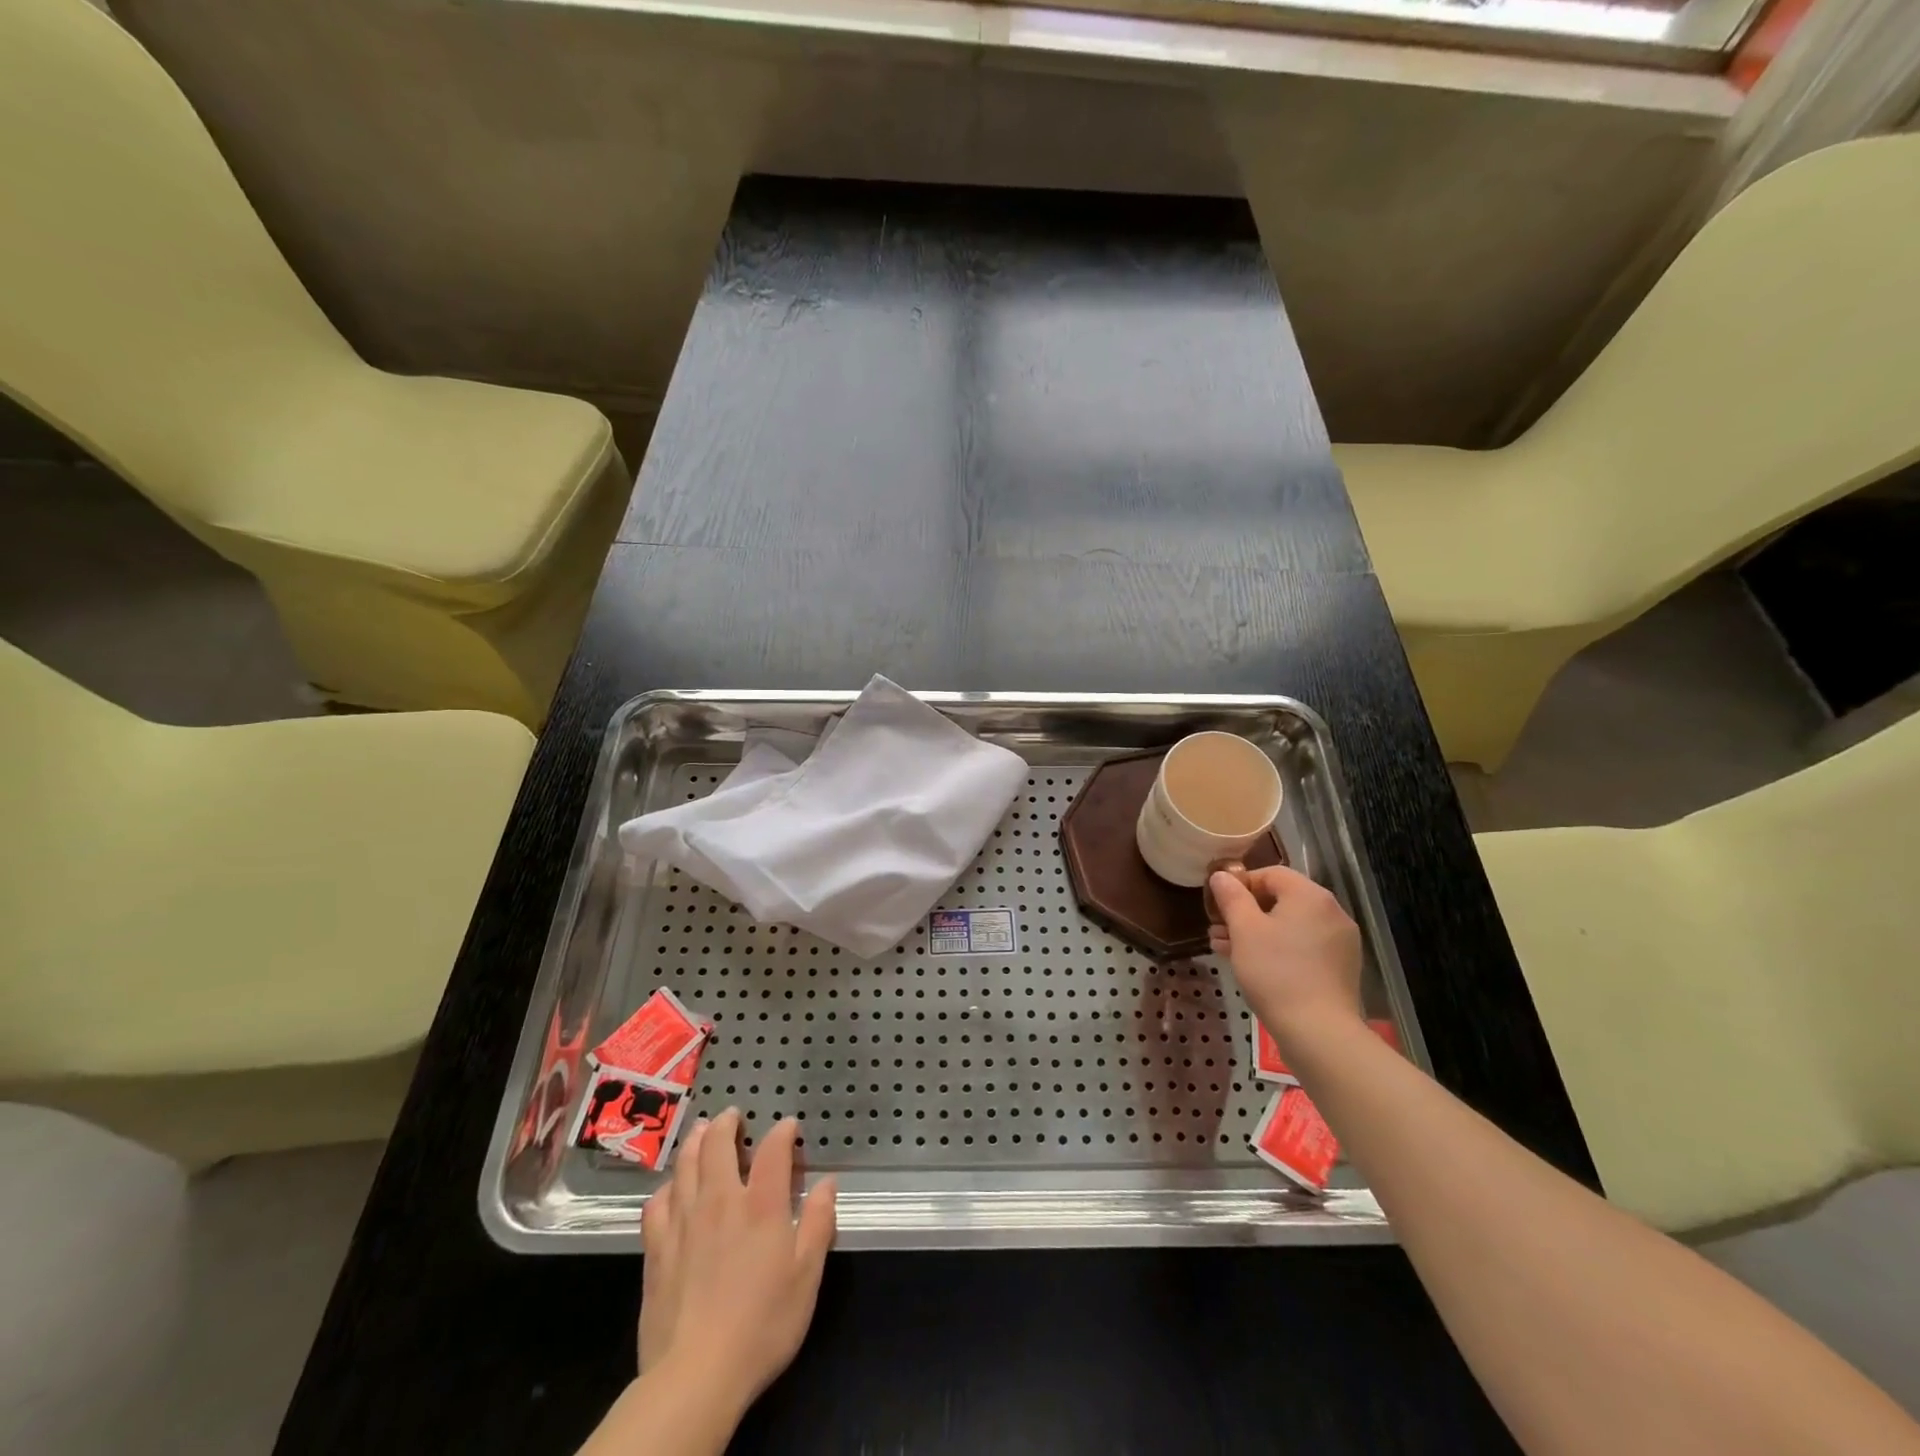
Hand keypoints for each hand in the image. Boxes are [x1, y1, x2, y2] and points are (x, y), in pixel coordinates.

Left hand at [637, 1108, 836, 1416]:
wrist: (695, 1376)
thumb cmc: (762, 1325)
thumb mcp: (807, 1277)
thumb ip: (819, 1224)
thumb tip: (827, 1183)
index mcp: (761, 1205)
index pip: (772, 1150)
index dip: (781, 1132)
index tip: (788, 1125)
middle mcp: (720, 1201)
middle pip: (717, 1145)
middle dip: (725, 1124)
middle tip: (731, 1115)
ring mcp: (683, 1223)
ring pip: (685, 1166)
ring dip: (694, 1142)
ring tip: (700, 1131)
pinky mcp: (656, 1250)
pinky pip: (657, 1203)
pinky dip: (666, 1187)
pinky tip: (670, 1189)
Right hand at [1208, 866, 1362, 1044]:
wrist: (1318, 1032)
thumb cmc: (1275, 972)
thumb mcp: (1244, 930)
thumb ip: (1231, 897)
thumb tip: (1221, 876)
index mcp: (1311, 896)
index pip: (1271, 873)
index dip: (1241, 884)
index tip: (1219, 905)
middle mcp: (1331, 912)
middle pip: (1281, 900)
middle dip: (1245, 912)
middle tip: (1217, 929)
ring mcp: (1339, 942)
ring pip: (1290, 926)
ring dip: (1257, 932)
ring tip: (1225, 948)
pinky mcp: (1340, 968)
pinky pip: (1303, 946)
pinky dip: (1278, 949)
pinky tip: (1252, 965)